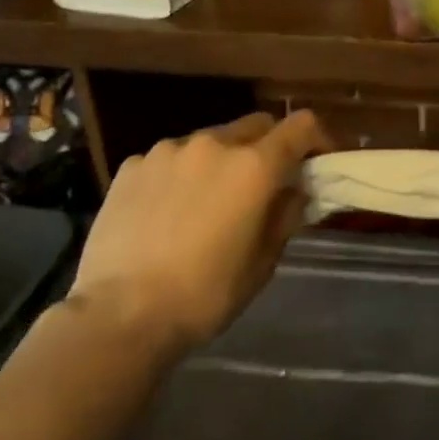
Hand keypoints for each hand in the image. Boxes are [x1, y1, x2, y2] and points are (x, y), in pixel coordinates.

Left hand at [69, 111, 330, 351]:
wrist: (121, 314)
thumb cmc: (205, 293)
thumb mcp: (262, 262)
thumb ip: (284, 216)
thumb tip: (293, 192)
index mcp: (254, 166)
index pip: (301, 126)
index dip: (317, 138)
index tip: (317, 161)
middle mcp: (213, 144)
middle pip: (255, 125)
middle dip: (268, 148)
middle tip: (263, 185)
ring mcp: (167, 151)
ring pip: (209, 142)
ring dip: (220, 162)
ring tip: (207, 202)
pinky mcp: (132, 166)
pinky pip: (169, 159)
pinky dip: (180, 175)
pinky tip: (166, 212)